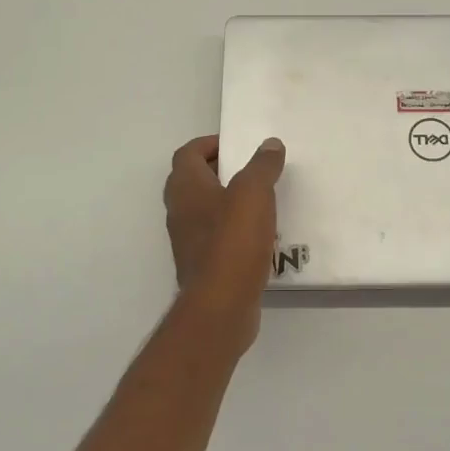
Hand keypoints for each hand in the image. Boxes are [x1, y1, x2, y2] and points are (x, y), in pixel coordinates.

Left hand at [162, 134, 285, 352]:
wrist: (221, 306)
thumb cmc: (233, 241)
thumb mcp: (254, 193)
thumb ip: (262, 165)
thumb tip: (269, 144)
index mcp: (186, 188)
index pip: (187, 154)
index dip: (208, 144)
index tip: (235, 145)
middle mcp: (179, 212)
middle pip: (192, 181)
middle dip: (218, 170)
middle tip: (249, 170)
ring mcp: (188, 241)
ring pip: (203, 210)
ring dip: (226, 201)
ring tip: (260, 200)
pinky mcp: (202, 265)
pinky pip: (215, 237)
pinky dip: (232, 229)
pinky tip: (259, 235)